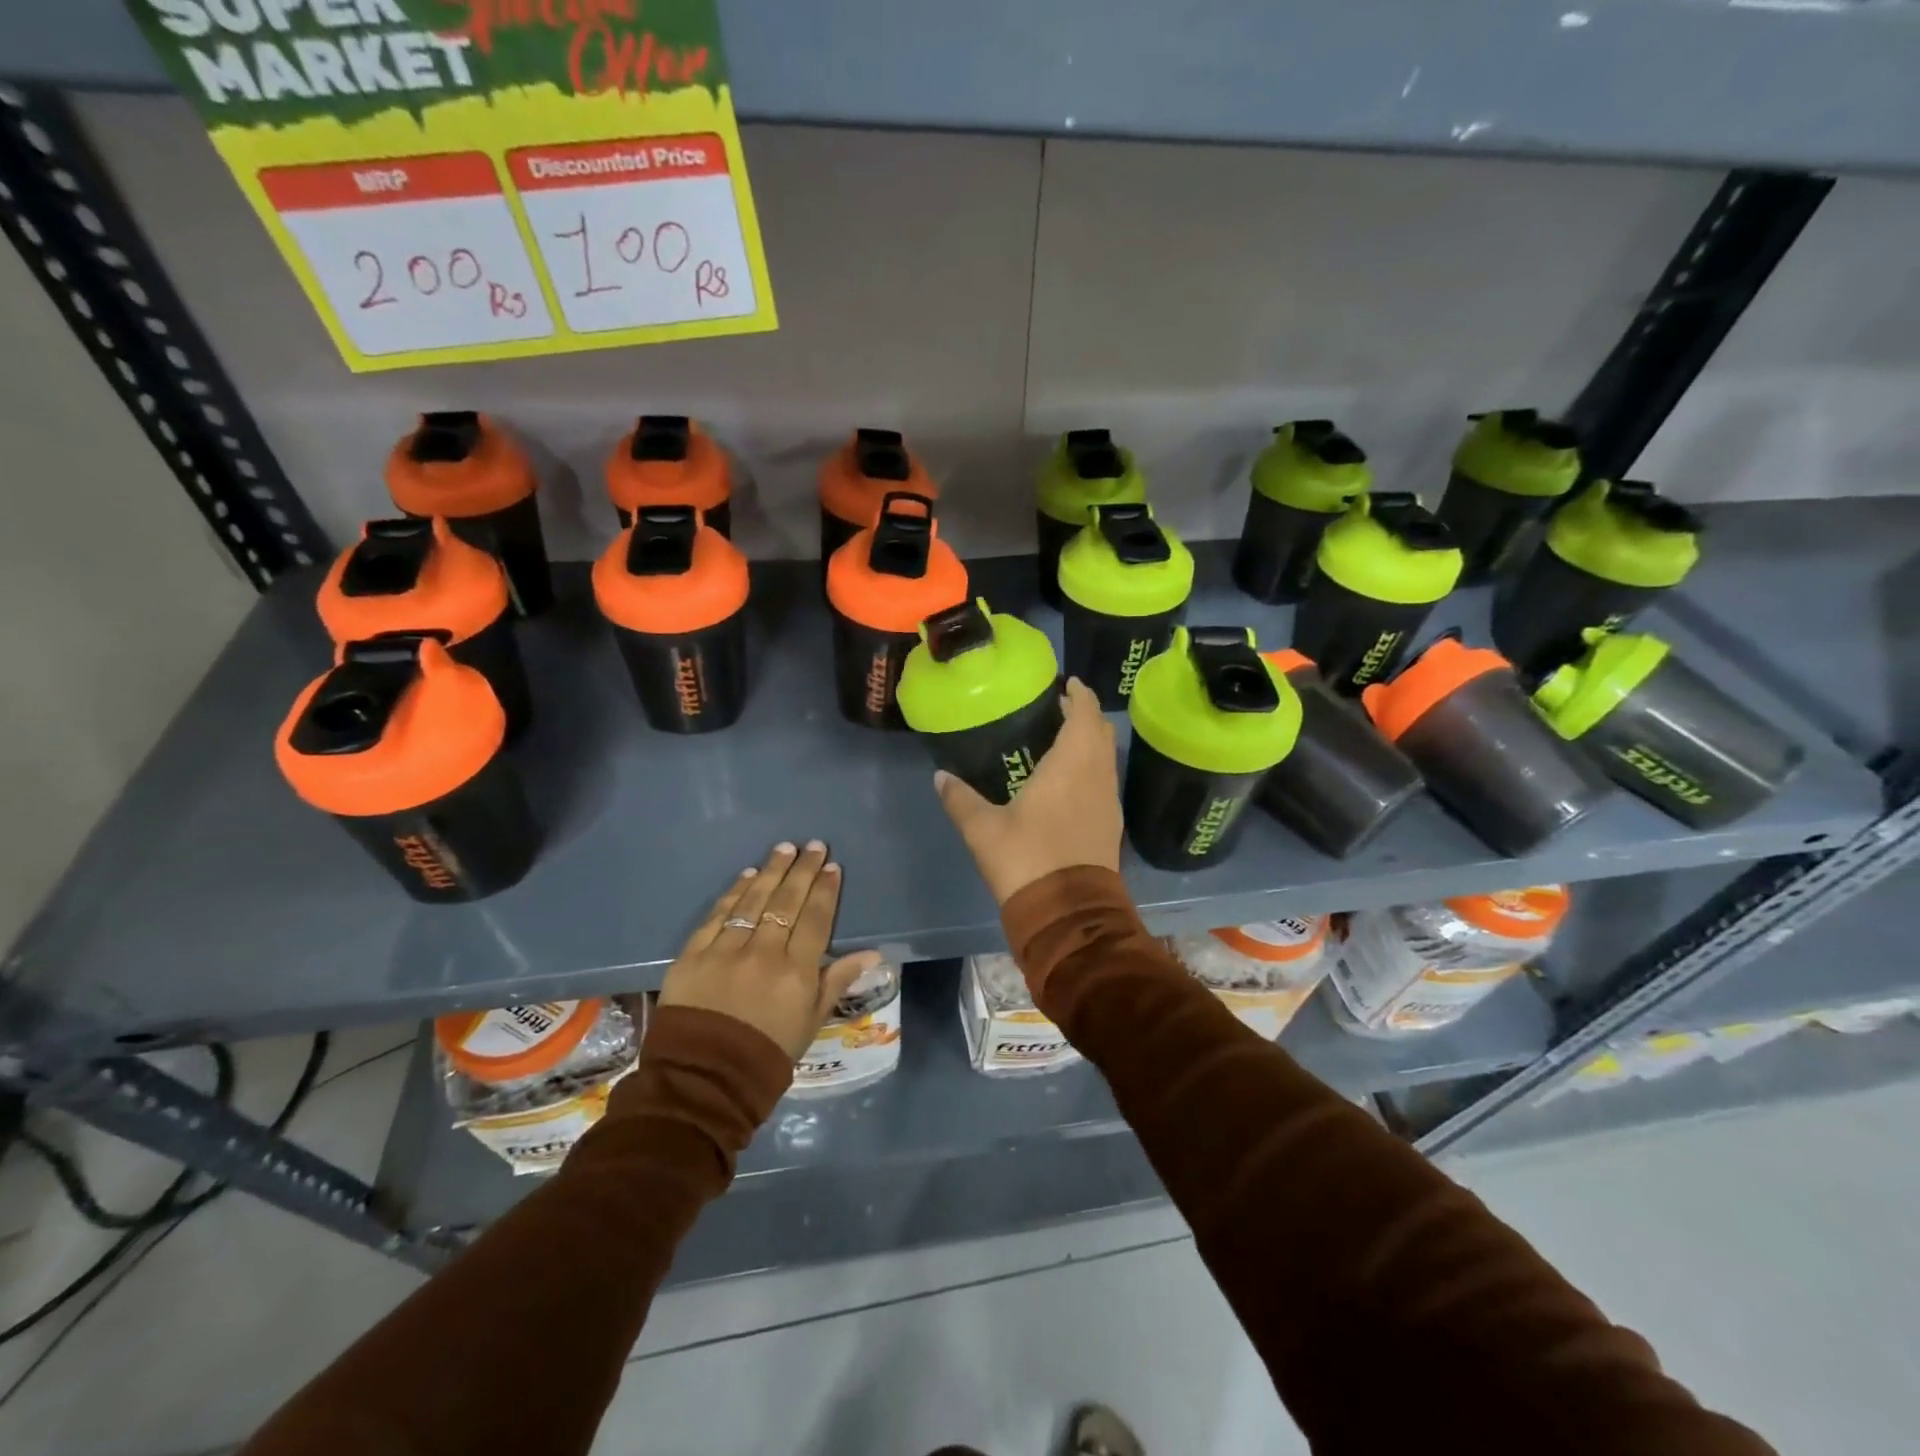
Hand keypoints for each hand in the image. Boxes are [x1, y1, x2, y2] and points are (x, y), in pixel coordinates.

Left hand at [658, 842, 882, 1059]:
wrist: (702, 1081)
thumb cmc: (767, 1054)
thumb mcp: (811, 1022)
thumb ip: (838, 980)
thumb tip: (873, 952)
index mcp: (797, 973)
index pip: (816, 919)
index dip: (825, 890)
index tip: (832, 866)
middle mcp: (764, 954)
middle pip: (787, 902)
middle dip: (803, 870)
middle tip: (813, 845)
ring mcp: (726, 951)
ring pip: (753, 901)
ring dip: (771, 871)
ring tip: (784, 849)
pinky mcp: (693, 954)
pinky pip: (718, 915)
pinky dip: (734, 892)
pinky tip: (747, 875)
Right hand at [934, 677, 1122, 904]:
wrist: (1069, 914)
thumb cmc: (1026, 860)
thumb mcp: (983, 830)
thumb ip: (961, 799)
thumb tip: (940, 777)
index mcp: (1071, 765)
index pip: (1085, 714)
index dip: (1080, 695)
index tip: (1068, 683)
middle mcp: (1097, 776)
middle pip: (1100, 732)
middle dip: (1084, 715)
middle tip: (1059, 708)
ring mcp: (1109, 802)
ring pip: (1106, 758)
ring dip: (1090, 742)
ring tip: (1063, 739)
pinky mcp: (1111, 825)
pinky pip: (1105, 781)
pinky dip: (1092, 767)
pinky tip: (1070, 780)